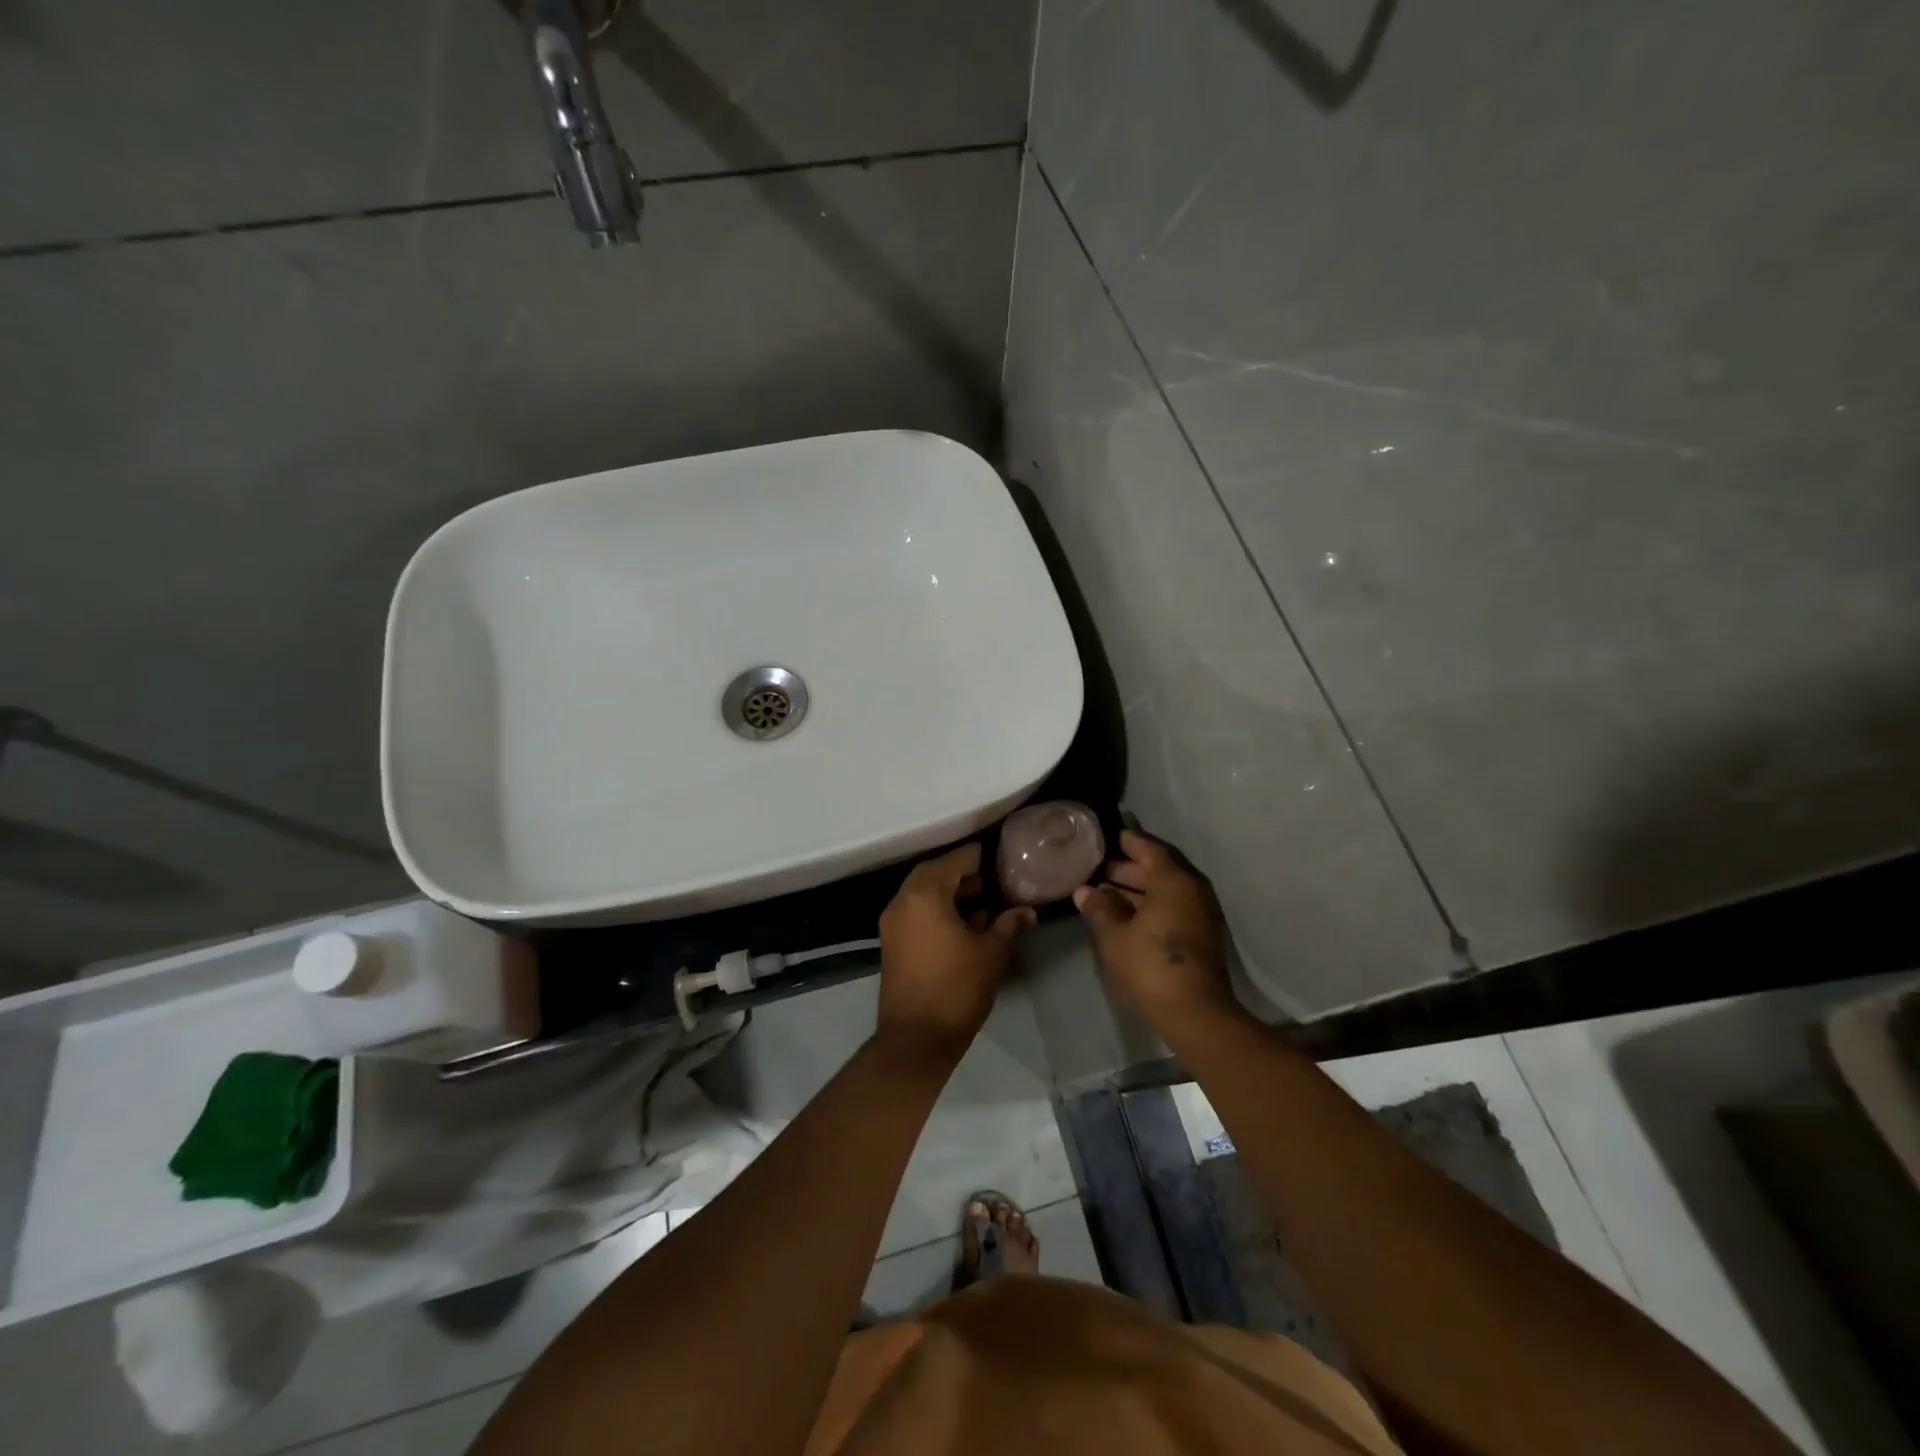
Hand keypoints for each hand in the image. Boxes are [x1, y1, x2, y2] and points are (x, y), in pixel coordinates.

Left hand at [876, 843, 1035, 1065]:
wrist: (916, 1039)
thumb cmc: (957, 988)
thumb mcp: (992, 954)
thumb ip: (1009, 926)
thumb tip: (1027, 911)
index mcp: (925, 895)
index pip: (954, 861)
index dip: (976, 856)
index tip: (997, 855)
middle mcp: (903, 902)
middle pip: (933, 874)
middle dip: (961, 873)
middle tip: (989, 878)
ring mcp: (893, 924)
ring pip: (922, 894)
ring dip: (948, 892)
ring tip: (981, 901)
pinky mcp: (893, 944)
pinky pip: (916, 912)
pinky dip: (937, 910)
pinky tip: (964, 924)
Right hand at [1074, 829, 1240, 1036]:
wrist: (1195, 1013)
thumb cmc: (1150, 965)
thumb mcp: (1114, 936)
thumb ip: (1098, 908)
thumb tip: (1084, 891)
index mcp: (1173, 880)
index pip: (1149, 848)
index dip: (1128, 842)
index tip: (1109, 837)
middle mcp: (1192, 889)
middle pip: (1159, 868)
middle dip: (1129, 867)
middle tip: (1099, 868)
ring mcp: (1200, 913)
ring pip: (1166, 889)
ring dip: (1138, 888)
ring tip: (1105, 892)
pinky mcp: (1201, 934)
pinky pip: (1173, 905)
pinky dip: (1150, 903)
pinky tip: (1125, 914)